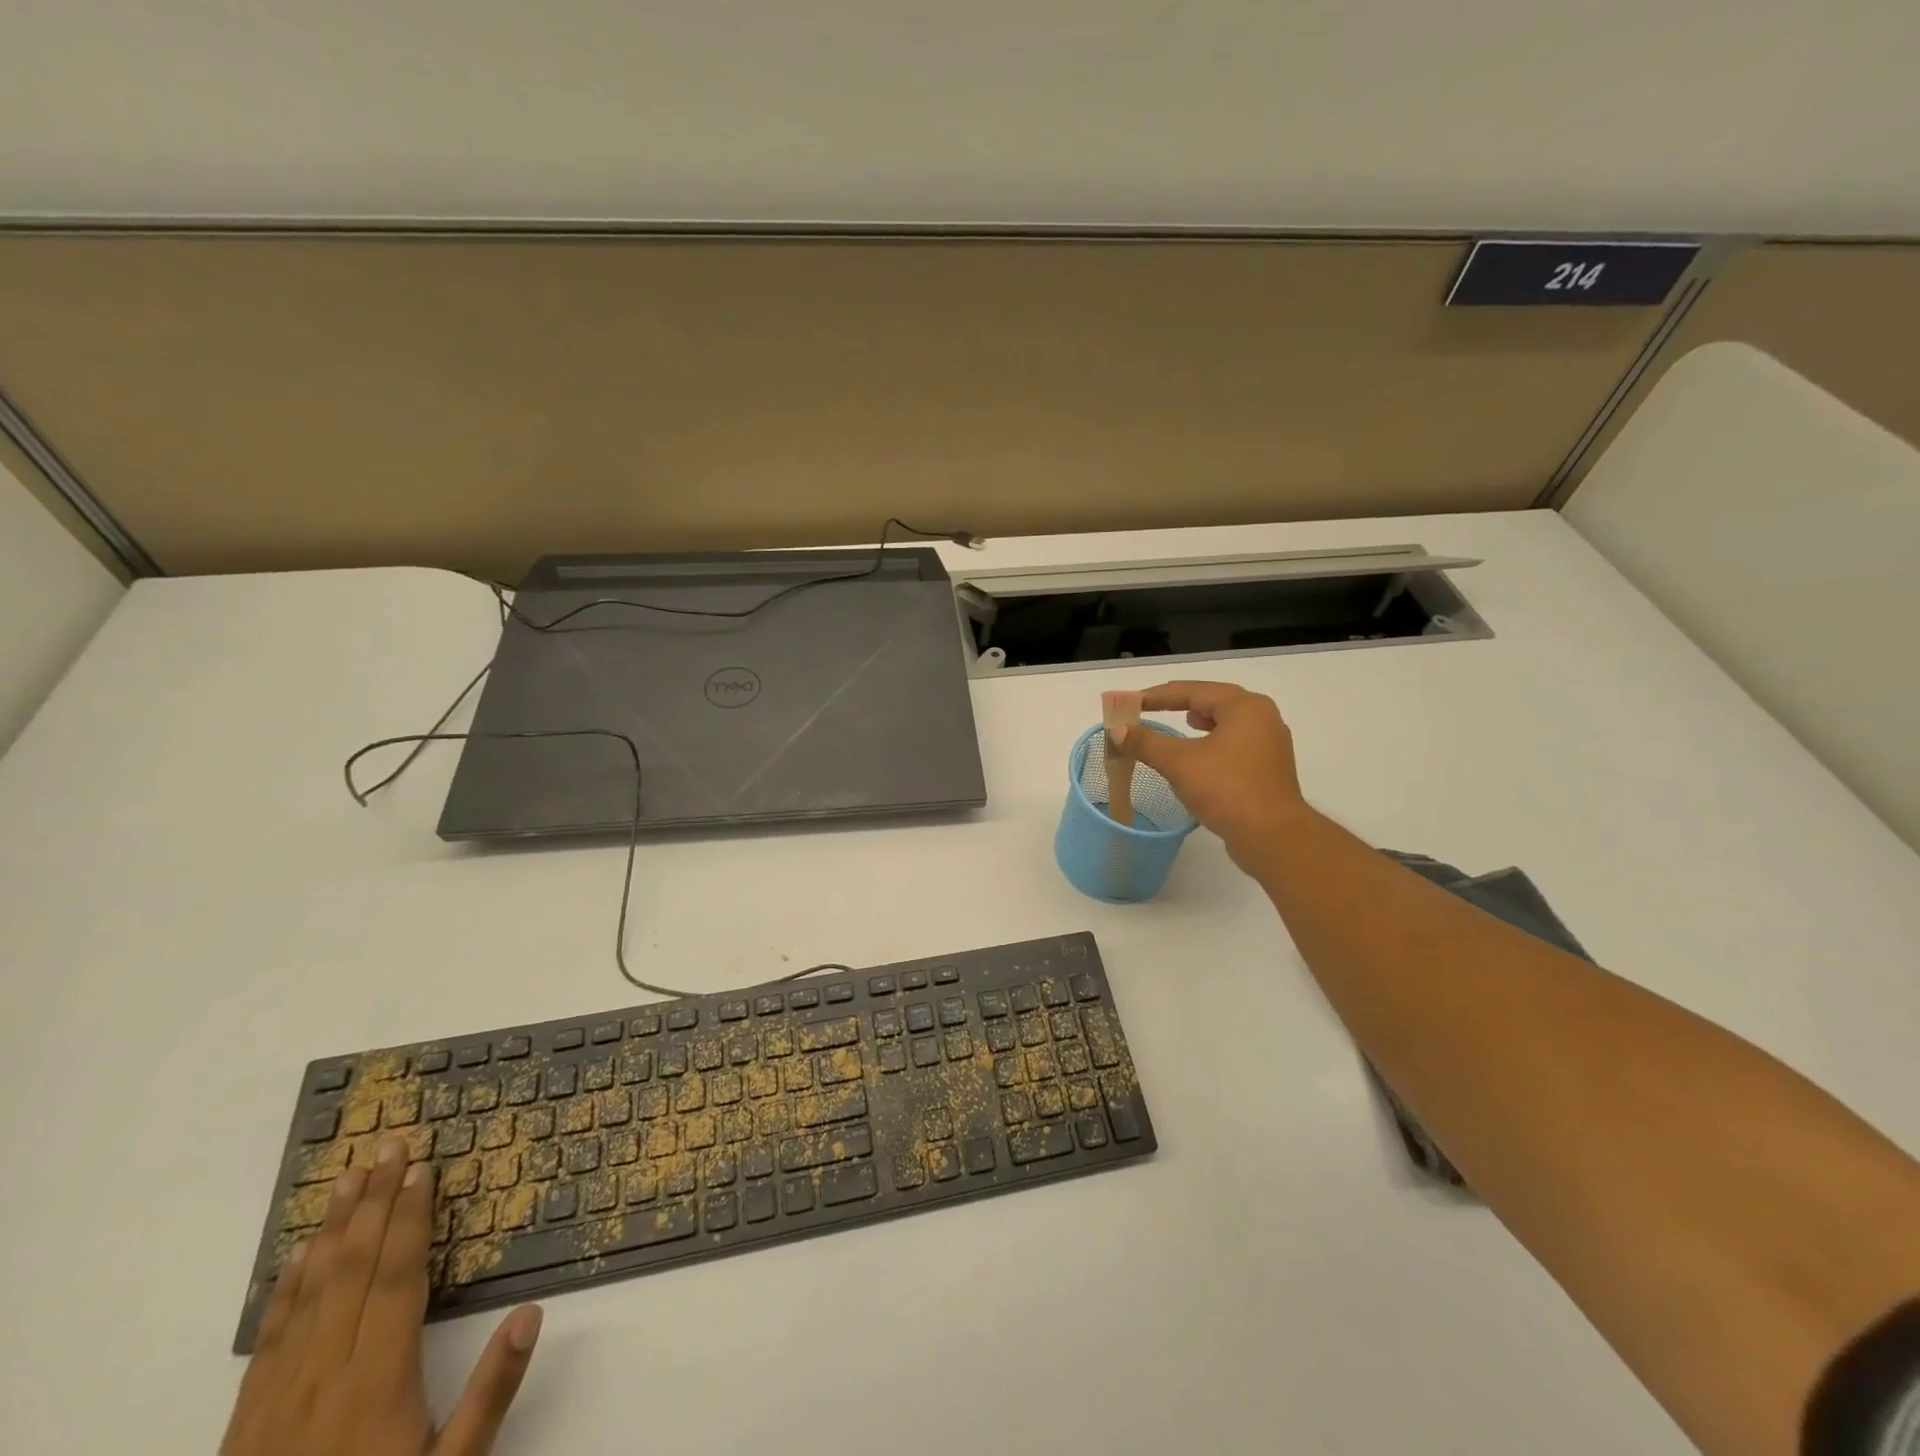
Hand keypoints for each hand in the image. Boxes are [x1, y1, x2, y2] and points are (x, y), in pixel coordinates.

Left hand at [221, 1135, 541, 1455]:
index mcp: (378, 1380)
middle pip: (352, 1271)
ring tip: (349, 1178)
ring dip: (333, 1230)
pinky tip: (298, 1258)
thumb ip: (490, 1393)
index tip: (422, 1169)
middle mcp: (325, 1375)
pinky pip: (269, 1341)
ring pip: (309, 1294)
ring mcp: (279, 1398)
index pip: (396, 1278)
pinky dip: (286, 1290)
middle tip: (391, 1145)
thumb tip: (531, 1312)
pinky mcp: (248, 1423)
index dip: (411, 1219)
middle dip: (376, 1203)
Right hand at [1112, 680, 1309, 870]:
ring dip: (1201, 723)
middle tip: (1152, 707)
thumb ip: (1146, 742)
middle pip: (1215, 702)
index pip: (1194, 690)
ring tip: (1182, 723)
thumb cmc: (1226, 789)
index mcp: (1245, 707)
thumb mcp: (1178, 762)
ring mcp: (1269, 745)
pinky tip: (1200, 756)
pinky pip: (1234, 746)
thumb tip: (1118, 730)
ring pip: (1227, 724)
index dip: (1159, 695)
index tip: (1132, 702)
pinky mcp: (1267, 770)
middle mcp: (1262, 719)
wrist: (1272, 837)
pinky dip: (1212, 744)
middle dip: (1182, 704)